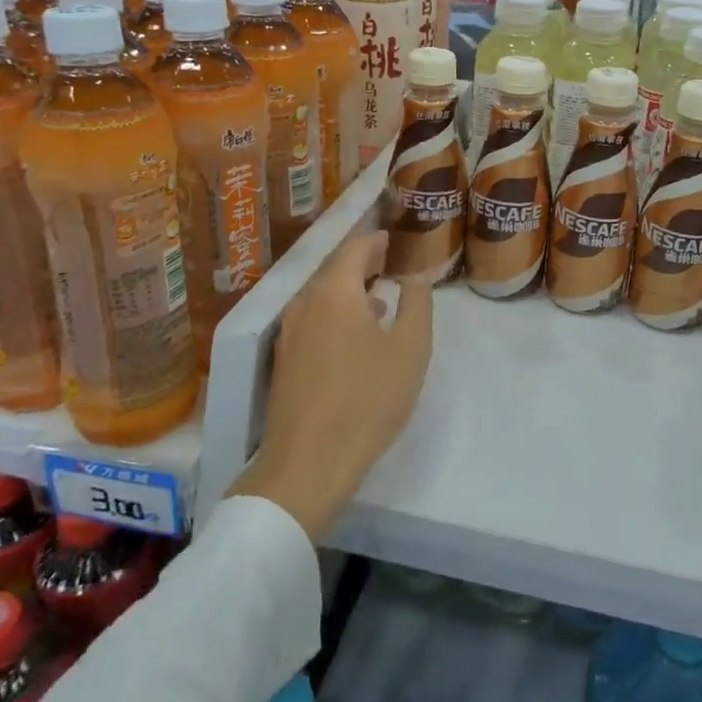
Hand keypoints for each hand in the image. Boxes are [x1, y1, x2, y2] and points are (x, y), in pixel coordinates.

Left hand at [230, 229, 433, 540]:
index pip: (354, 249)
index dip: (375, 240)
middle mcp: (305, 304)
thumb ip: (417, 304)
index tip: (393, 238)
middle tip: (389, 262)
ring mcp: (290, 334)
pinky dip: (336, 314)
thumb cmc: (368, 398)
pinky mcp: (284, 362)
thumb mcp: (410, 349)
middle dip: (362, 264)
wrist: (308, 462)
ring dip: (349, 291)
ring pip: (321, 297)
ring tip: (379, 298)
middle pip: (334, 271)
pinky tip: (355, 337)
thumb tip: (416, 276)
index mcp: (335, 292)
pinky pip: (313, 321)